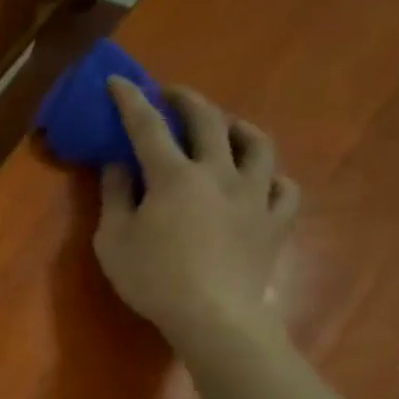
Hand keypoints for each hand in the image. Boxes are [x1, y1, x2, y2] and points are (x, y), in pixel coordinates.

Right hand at [94, 78, 299, 349]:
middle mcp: (219, 173)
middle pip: (209, 120)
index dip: (130, 101)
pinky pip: (284, 188)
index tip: (118, 81)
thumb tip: (119, 165)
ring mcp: (254, 195)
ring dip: (239, 127)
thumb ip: (114, 197)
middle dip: (187, 99)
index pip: (148, 127)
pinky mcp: (276, 222)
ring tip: (226, 127)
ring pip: (257, 144)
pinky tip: (263, 180)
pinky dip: (272, 178)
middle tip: (172, 94)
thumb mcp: (113, 241)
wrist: (213, 317)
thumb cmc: (153, 279)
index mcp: (174, 176)